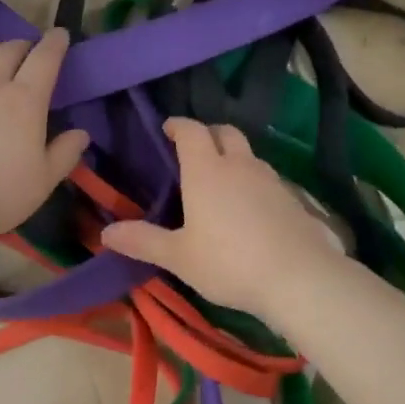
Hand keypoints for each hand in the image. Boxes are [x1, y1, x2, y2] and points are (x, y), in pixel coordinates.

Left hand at [0, 30, 90, 259]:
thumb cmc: (0, 193)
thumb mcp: (44, 180)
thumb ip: (65, 153)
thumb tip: (81, 134)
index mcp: (24, 101)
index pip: (44, 60)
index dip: (54, 44)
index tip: (60, 34)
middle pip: (6, 52)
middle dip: (20, 44)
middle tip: (26, 47)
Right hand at [100, 118, 344, 319]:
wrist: (298, 278)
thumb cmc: (229, 263)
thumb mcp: (179, 257)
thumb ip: (143, 241)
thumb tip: (106, 233)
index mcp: (207, 171)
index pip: (192, 131)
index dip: (178, 125)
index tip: (167, 129)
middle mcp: (240, 165)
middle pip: (225, 132)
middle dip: (208, 134)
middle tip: (194, 150)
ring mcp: (270, 180)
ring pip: (248, 155)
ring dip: (233, 157)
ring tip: (220, 180)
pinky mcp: (292, 198)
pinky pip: (266, 178)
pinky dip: (252, 181)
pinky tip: (248, 208)